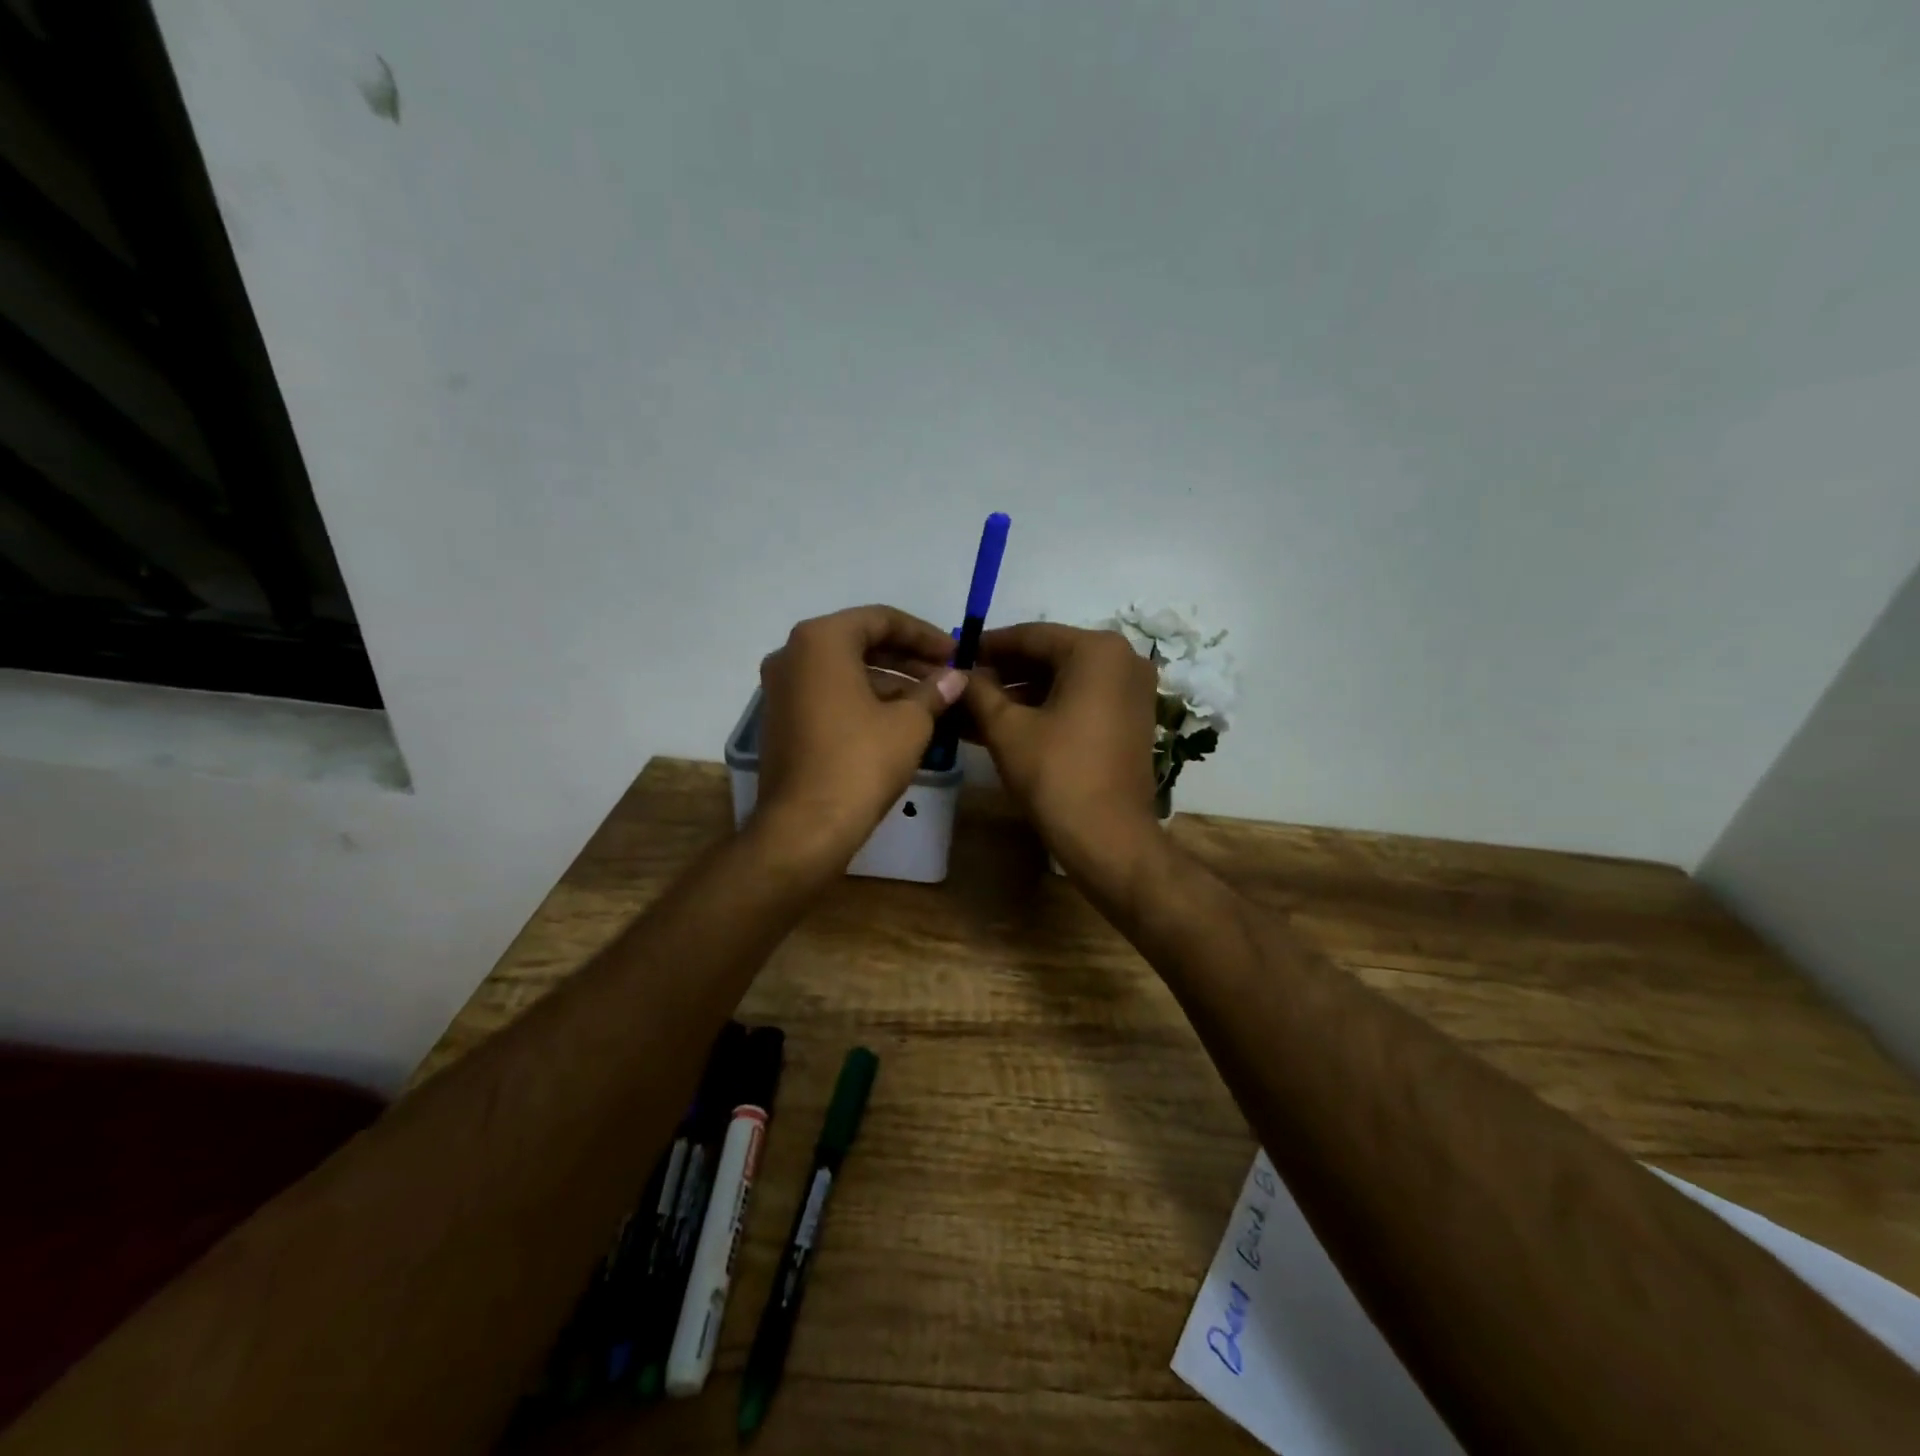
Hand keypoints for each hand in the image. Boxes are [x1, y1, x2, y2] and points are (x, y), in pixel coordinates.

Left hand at [754, 606, 965, 869]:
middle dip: (907, 659)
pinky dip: (863, 701)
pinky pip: (829, 696)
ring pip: (845, 672)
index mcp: (821, 640)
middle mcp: (792, 655)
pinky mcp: (781, 721)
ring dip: (889, 682)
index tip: (954, 653)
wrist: (804, 827)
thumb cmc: (860, 762)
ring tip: (931, 703)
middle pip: (860, 643)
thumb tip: (955, 677)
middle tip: (945, 676)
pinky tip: (899, 722)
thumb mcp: (909, 723)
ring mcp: (781, 690)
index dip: (924, 635)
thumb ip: (934, 691)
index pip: (880, 619)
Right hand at [964, 623, 1164, 885]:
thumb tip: (958, 673)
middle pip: (1049, 657)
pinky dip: (1044, 710)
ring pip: (1063, 682)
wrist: (1109, 838)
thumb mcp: (1007, 729)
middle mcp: (1122, 660)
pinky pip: (1079, 701)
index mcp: (1097, 650)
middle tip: (962, 684)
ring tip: (973, 709)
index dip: (988, 646)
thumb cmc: (1056, 775)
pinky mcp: (1130, 720)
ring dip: (1019, 695)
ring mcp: (1131, 691)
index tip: (955, 654)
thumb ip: (979, 692)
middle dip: (1003, 673)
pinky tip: (1003, 725)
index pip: (1031, 636)